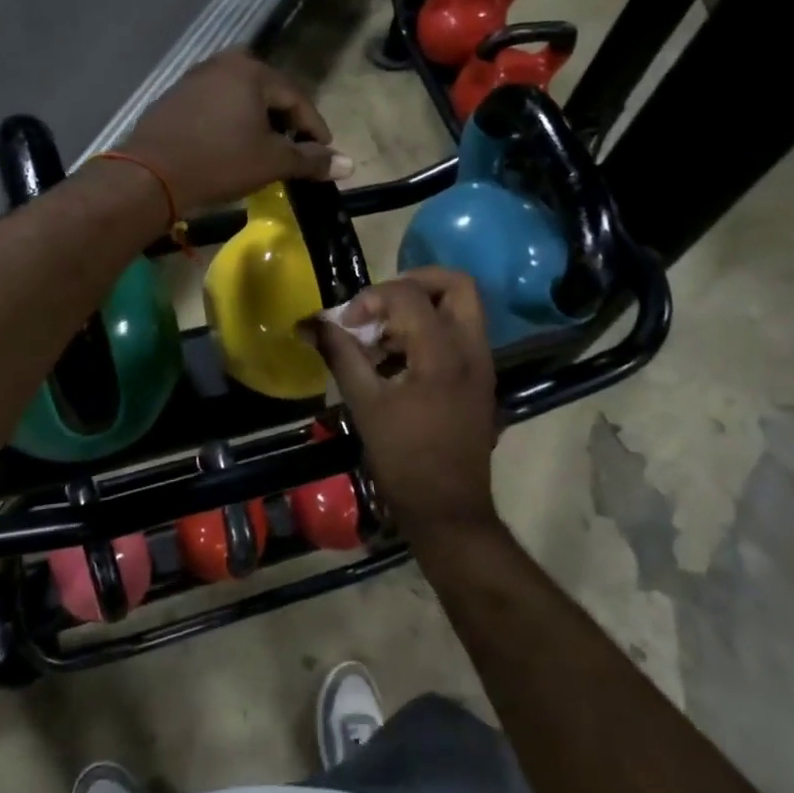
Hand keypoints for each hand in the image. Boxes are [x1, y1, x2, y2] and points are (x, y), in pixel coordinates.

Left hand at [122, 51, 351, 211]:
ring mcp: (195, 78)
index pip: (297, 98)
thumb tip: (348, 164)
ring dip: (258, 123)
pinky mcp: (175, 97)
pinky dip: (231, 123)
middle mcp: (223, 63)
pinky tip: (231, 147)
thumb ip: (311, 160)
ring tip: (265, 151)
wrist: (150, 175)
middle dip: (285, 123)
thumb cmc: (219, 162)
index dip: (315, 128)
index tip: (324, 154)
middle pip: (269, 93)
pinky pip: (216, 106)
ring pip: (241, 99)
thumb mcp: (271, 162)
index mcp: (251, 70)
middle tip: (295, 150)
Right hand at [312, 268, 499, 537]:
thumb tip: (311, 323)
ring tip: (383, 334)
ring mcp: (482, 363)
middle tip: (379, 304)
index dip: (371, 298)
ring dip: (421, 307)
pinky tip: (397, 357)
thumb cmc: (404, 459)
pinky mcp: (480, 378)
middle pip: (455, 285)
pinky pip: (460, 333)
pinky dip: (430, 329)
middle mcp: (472, 349)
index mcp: (443, 353)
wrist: (448, 509)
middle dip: (413, 283)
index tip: (348, 323)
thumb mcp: (365, 404)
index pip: (409, 295)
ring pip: (461, 307)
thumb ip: (340, 355)